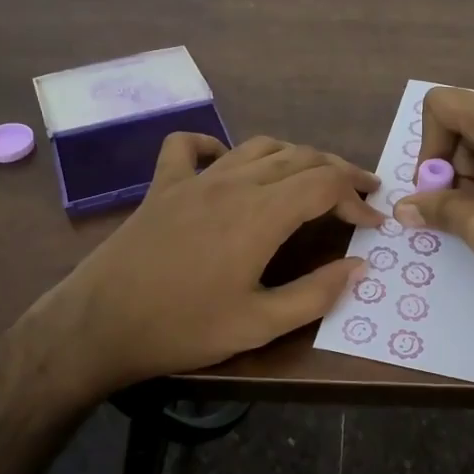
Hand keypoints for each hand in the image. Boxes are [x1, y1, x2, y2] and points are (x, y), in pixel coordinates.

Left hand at [19, 134, 379, 394]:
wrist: (98, 325)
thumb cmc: (184, 328)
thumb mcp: (259, 324)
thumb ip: (315, 294)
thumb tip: (359, 266)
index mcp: (261, 214)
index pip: (325, 185)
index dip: (357, 197)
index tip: (375, 221)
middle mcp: (233, 183)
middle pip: (300, 157)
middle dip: (339, 171)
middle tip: (362, 192)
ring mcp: (195, 180)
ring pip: (258, 147)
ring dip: (295, 156)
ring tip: (314, 176)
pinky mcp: (162, 186)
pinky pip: (190, 147)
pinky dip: (216, 146)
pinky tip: (227, 163)